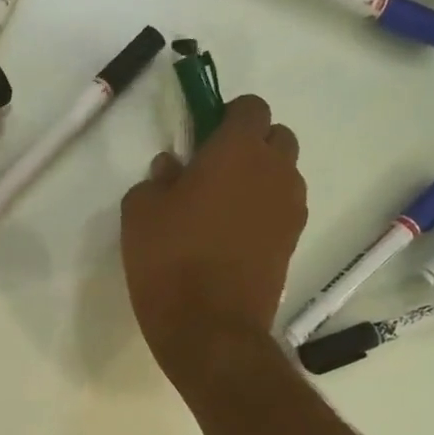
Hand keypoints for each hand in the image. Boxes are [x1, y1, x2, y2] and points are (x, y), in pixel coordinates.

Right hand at [121, 95, 306, 382]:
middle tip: (213, 170)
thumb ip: (157, 178)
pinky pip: (282, 208)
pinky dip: (264, 209)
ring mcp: (290, 208)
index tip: (201, 137)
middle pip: (277, 136)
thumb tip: (173, 168)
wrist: (210, 327)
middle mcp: (276, 171)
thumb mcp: (140, 210)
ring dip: (259, 177)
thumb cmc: (169, 258)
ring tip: (222, 207)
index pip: (251, 106)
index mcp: (239, 150)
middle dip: (250, 143)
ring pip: (283, 173)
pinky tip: (232, 235)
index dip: (226, 115)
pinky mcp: (293, 241)